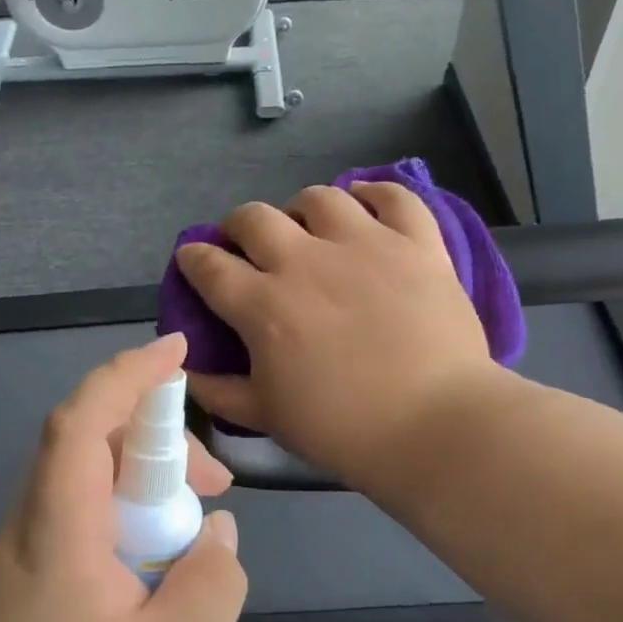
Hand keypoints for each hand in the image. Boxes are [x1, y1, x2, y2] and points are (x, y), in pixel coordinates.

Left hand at [0, 333, 245, 621]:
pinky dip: (125, 514)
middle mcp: (30, 522)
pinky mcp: (24, 577)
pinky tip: (157, 565)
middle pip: (90, 442)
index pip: (83, 420)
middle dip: (159, 439)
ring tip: (197, 529)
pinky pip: (80, 515)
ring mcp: (21, 549)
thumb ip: (209, 588)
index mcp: (58, 528)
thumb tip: (219, 532)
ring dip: (145, 481)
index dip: (128, 374)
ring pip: (87, 479)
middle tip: (217, 485)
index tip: (176, 351)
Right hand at [174, 182, 498, 488]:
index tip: (193, 258)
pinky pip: (394, 197)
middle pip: (254, 218)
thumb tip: (186, 370)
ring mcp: (365, 245)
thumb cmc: (344, 428)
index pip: (210, 265)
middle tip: (246, 244)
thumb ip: (219, 391)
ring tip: (306, 225)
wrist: (436, 426)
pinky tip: (365, 201)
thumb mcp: (267, 417)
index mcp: (264, 304)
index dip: (193, 258)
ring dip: (300, 208)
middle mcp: (306, 261)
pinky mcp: (416, 244)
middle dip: (237, 226)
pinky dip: (375, 193)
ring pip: (319, 198)